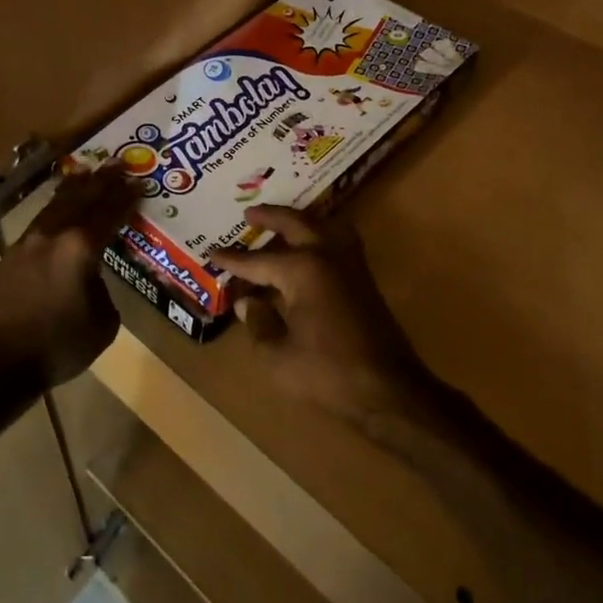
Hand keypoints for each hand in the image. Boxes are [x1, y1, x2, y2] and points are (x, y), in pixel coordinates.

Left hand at [0, 165, 138, 388]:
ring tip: (86, 173)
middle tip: (116, 162)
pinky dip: (54, 209)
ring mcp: (27, 243)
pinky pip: (38, 223)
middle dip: (101, 181)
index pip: (109, 213)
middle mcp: (54, 235)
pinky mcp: (9, 257)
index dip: (126, 197)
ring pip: (55, 206)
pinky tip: (56, 211)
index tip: (138, 182)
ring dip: (74, 189)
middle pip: (82, 199)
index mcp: (81, 248)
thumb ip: (102, 292)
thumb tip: (92, 282)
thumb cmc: (56, 346)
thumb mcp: (102, 324)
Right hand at [215, 206, 429, 422]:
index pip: (258, 260)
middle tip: (250, 213)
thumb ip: (259, 325)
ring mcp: (350, 264)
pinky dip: (321, 232)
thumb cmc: (328, 374)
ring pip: (323, 225)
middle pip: (295, 223)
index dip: (233, 260)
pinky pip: (339, 239)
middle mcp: (327, 255)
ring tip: (283, 221)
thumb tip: (248, 303)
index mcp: (302, 270)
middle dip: (270, 217)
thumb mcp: (278, 357)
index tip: (213, 253)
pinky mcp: (363, 278)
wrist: (388, 389)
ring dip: (301, 219)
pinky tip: (312, 246)